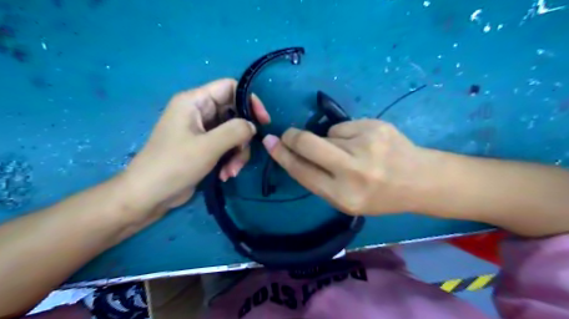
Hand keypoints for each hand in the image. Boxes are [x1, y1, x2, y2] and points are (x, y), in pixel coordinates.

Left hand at [120, 79, 270, 214]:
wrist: (149, 195)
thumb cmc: (174, 165)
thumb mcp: (208, 146)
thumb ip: (235, 131)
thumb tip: (253, 126)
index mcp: (195, 101)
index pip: (230, 88)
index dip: (250, 101)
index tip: (263, 121)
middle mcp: (199, 112)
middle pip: (235, 114)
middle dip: (243, 137)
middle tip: (242, 155)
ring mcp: (202, 130)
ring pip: (234, 133)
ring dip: (238, 153)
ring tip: (231, 171)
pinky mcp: (205, 146)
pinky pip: (227, 146)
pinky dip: (230, 160)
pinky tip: (225, 175)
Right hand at [262, 119, 431, 215]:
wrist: (420, 180)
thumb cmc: (380, 196)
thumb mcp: (346, 200)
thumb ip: (320, 180)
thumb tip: (294, 153)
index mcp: (343, 196)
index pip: (302, 171)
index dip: (282, 155)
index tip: (270, 143)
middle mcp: (353, 171)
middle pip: (308, 143)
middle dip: (292, 136)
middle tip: (287, 134)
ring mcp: (365, 145)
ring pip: (327, 134)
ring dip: (329, 141)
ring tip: (351, 152)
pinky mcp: (375, 126)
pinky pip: (344, 126)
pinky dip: (346, 134)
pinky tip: (363, 143)